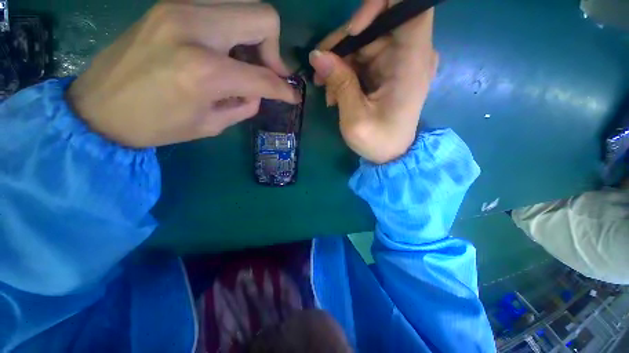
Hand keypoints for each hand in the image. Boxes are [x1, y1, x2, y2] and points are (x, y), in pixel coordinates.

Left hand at [67, 1, 299, 147]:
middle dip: (274, 50)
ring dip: (255, 35)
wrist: (98, 107)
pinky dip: (234, 27)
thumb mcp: (211, 125)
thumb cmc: (156, 126)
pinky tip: (225, 49)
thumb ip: (244, 106)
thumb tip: (260, 93)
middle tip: (268, 72)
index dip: (284, 89)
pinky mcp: (171, 4)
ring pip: (244, 4)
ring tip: (246, 60)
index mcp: (206, 71)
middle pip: (263, 17)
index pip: (264, 76)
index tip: (292, 96)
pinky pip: (221, 6)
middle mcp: (196, 28)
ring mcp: (180, 7)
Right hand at [309, 0, 437, 163]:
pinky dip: (346, 73)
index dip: (379, 6)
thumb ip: (339, 82)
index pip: (410, 8)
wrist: (391, 155)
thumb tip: (317, 55)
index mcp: (412, 63)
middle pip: (376, 26)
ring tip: (328, 93)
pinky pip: (363, 60)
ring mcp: (398, 63)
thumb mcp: (355, 116)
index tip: (353, 30)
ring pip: (365, 44)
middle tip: (320, 71)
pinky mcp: (388, 72)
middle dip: (344, 45)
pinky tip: (336, 95)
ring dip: (340, 64)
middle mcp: (410, 55)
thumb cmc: (378, 141)